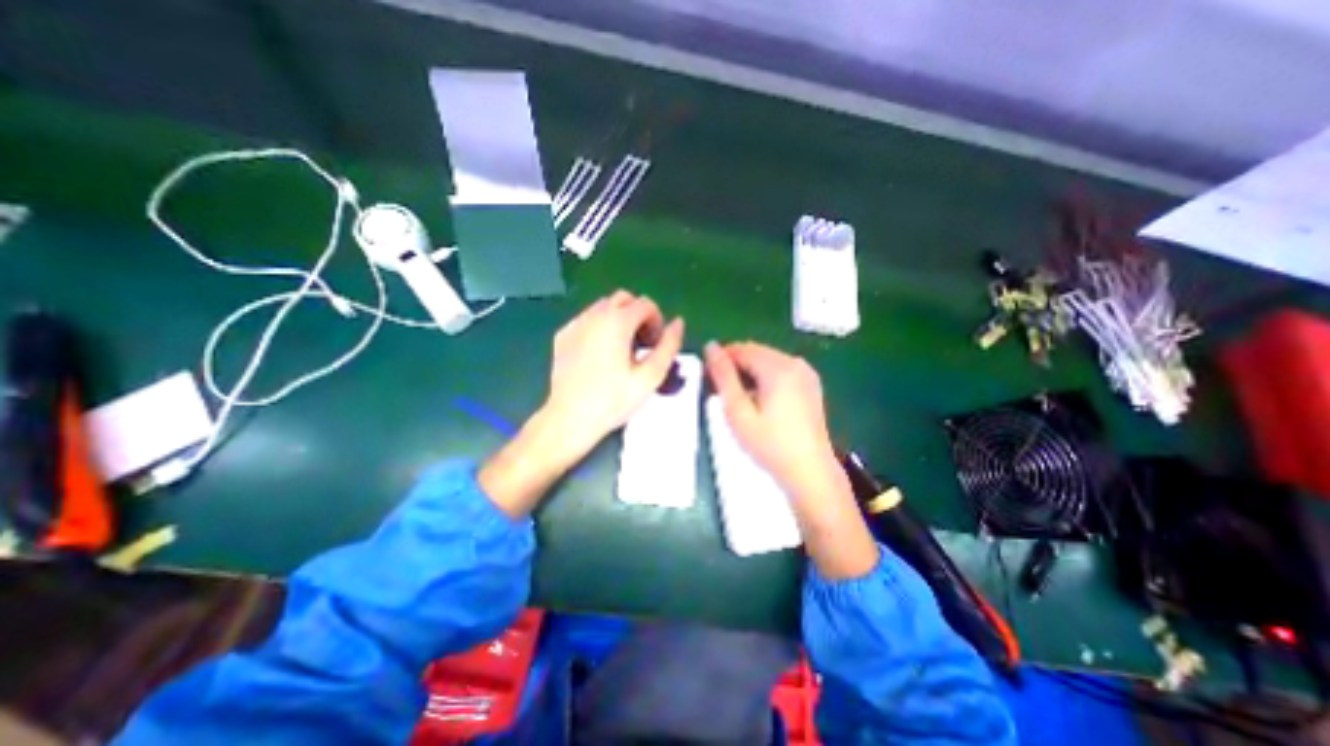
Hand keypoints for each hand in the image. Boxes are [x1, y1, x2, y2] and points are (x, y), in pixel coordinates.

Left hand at [542, 287, 683, 454]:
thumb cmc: (613, 400)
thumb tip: (678, 323)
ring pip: (603, 307)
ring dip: (619, 319)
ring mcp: (576, 324)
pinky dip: (599, 327)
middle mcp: (594, 315)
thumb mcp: (650, 376)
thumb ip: (669, 346)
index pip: (646, 304)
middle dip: (638, 315)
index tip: (655, 345)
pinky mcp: (563, 335)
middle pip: (624, 298)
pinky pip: (587, 320)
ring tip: (621, 349)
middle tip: (641, 344)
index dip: (657, 322)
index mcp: (617, 321)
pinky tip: (600, 354)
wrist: (569, 418)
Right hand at [701, 342, 879, 580]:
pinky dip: (764, 378)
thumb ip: (723, 377)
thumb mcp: (738, 412)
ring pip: (767, 361)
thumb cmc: (770, 445)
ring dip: (748, 372)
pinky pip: (780, 370)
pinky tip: (758, 400)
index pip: (742, 349)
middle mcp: (795, 363)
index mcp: (779, 367)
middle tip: (718, 390)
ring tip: (736, 397)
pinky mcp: (810, 384)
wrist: (809, 472)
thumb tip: (710, 346)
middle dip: (735, 365)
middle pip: (756, 352)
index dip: (721, 358)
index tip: (707, 377)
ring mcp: (806, 373)